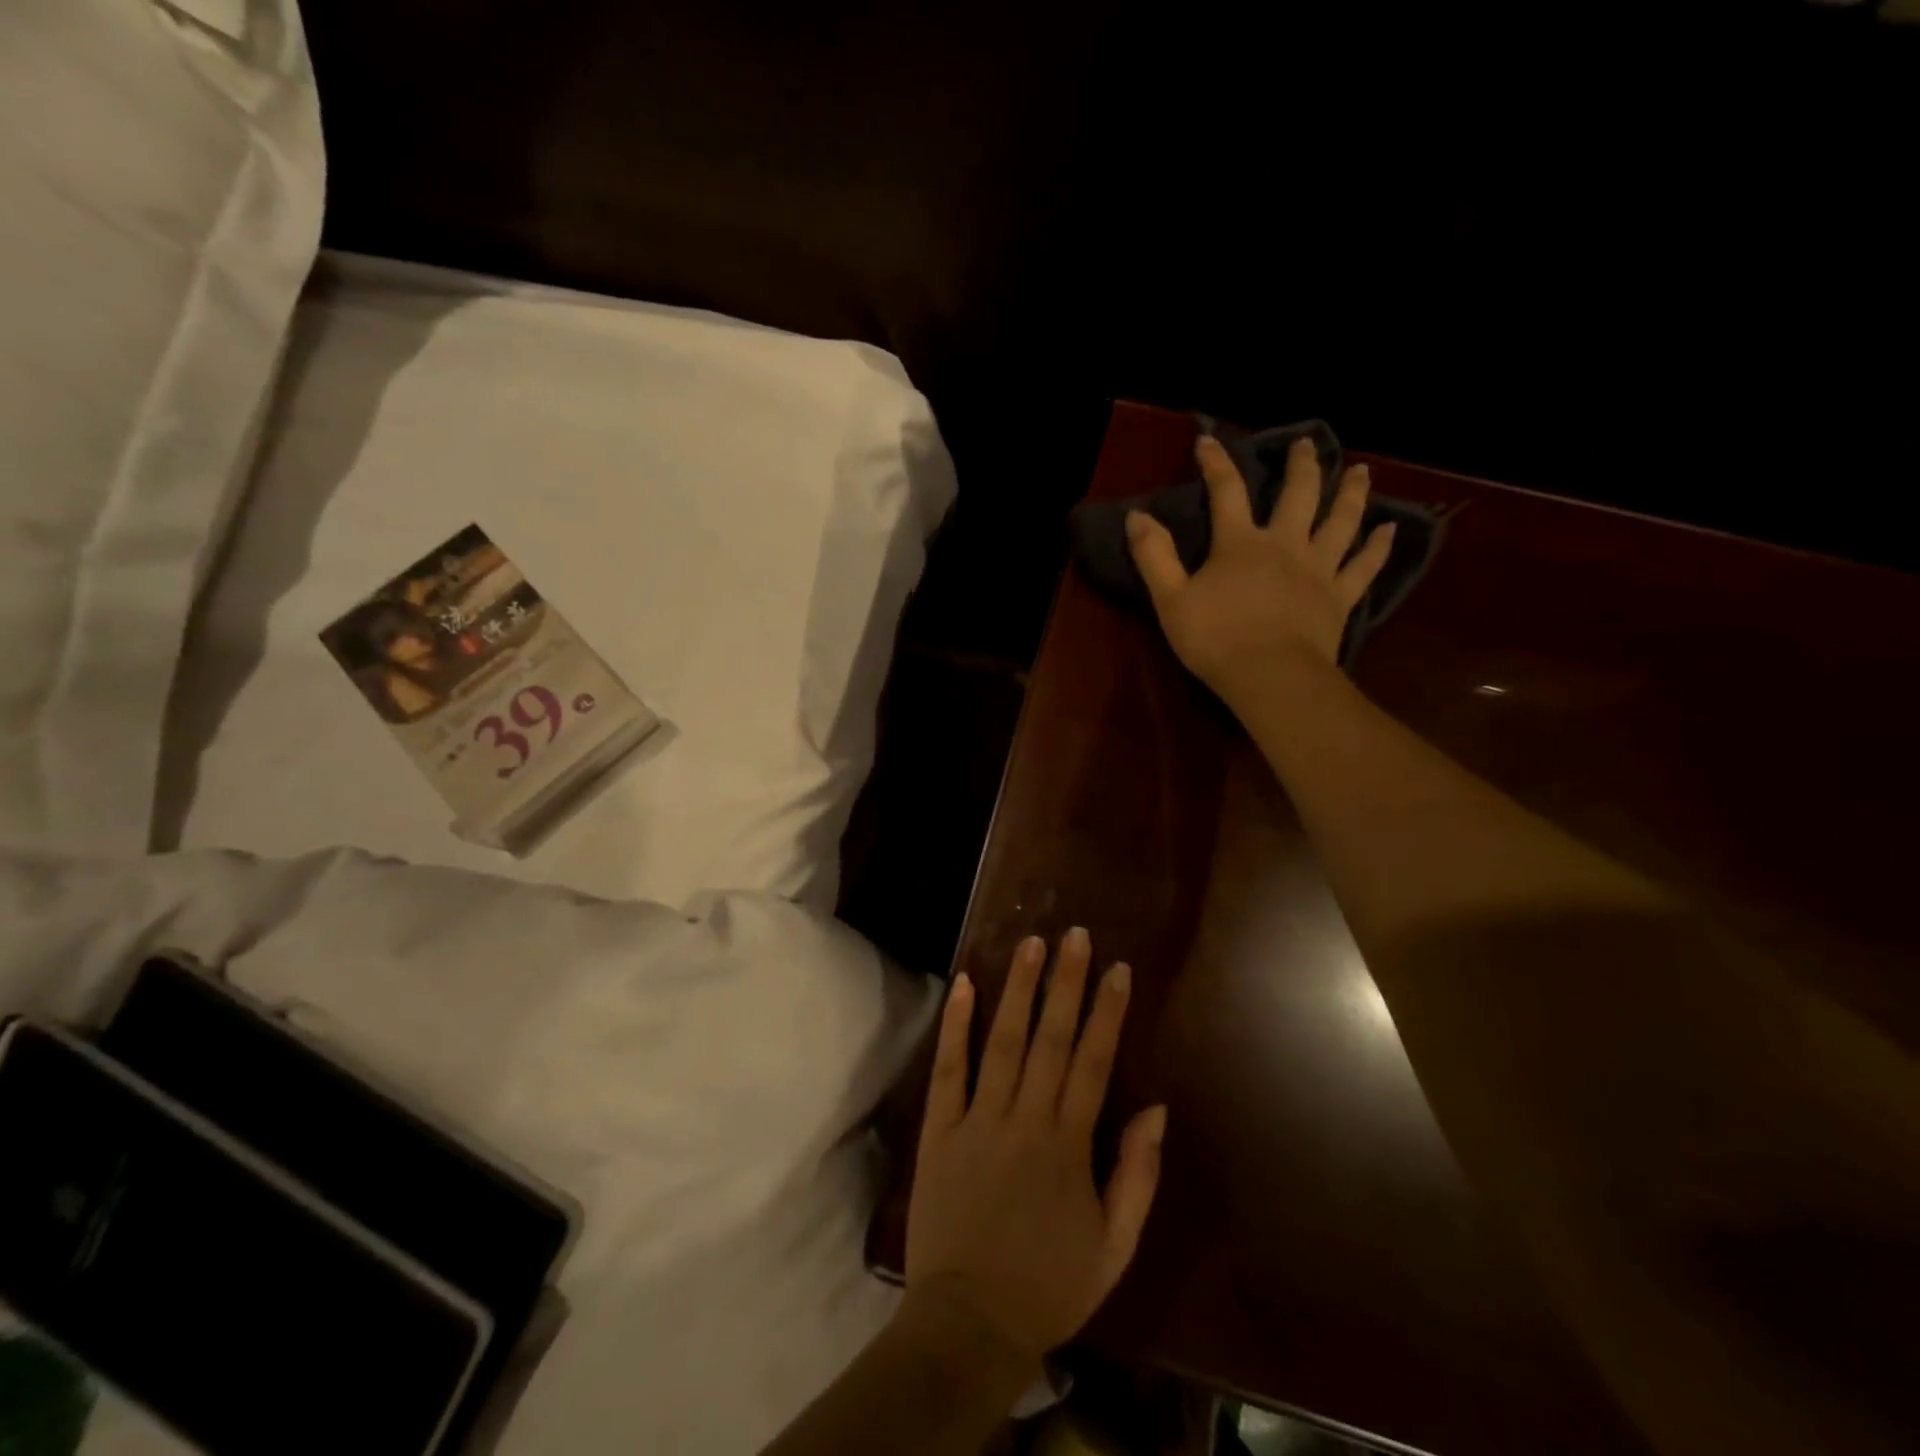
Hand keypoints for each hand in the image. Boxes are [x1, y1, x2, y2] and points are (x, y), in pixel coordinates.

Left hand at [905, 928, 1166, 1364]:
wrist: (970, 1322)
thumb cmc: (1049, 1284)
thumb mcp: (1115, 1246)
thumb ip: (1137, 1175)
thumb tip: (1156, 1108)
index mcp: (1069, 1144)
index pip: (1094, 1062)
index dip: (1107, 1012)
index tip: (1117, 968)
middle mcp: (1026, 1118)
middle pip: (1051, 1039)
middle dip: (1066, 983)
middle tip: (1075, 934)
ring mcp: (979, 1120)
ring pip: (1003, 1042)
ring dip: (1019, 990)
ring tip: (1031, 944)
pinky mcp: (940, 1129)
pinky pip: (949, 1069)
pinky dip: (957, 1026)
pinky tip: (966, 984)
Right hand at [1126, 434, 1395, 699]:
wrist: (1270, 676)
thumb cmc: (1215, 639)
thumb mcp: (1170, 598)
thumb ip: (1154, 555)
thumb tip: (1137, 516)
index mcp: (1240, 544)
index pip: (1227, 492)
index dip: (1216, 463)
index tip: (1208, 441)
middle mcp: (1285, 545)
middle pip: (1298, 495)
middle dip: (1302, 465)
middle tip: (1307, 444)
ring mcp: (1318, 569)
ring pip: (1341, 521)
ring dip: (1351, 493)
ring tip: (1361, 471)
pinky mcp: (1340, 597)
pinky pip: (1364, 565)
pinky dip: (1379, 546)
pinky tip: (1390, 529)